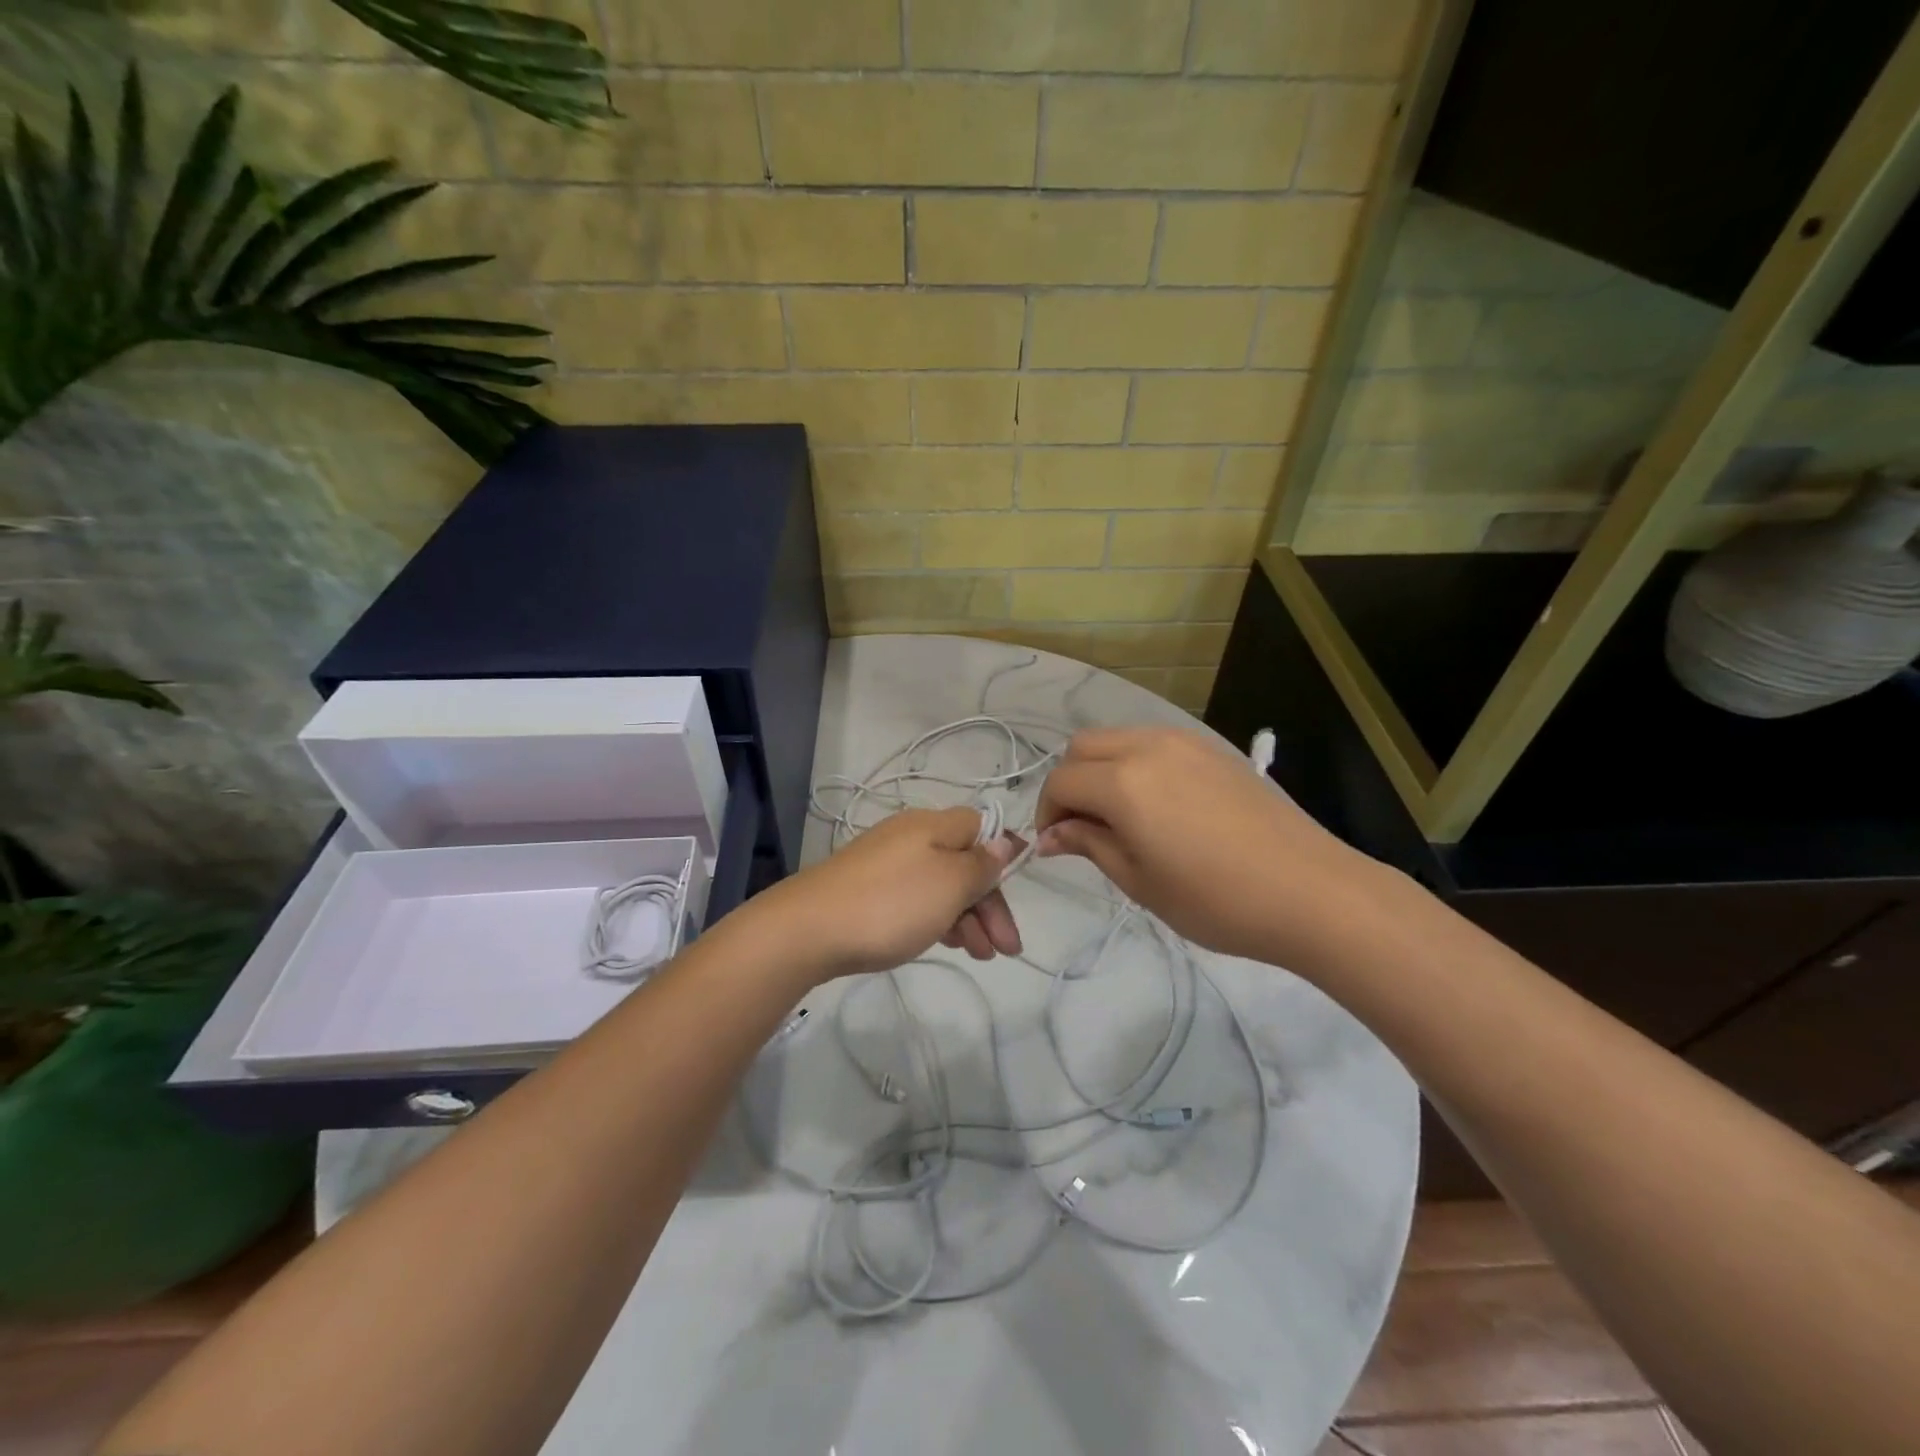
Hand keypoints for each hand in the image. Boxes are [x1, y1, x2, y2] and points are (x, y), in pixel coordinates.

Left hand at [747, 808, 1021, 981]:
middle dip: (990, 903)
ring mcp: (885, 863)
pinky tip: (944, 942)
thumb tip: (1003, 842)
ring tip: (979, 955)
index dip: (1004, 855)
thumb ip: (981, 864)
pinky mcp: (867, 889)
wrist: (808, 929)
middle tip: (1005, 948)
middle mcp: (911, 836)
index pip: (982, 828)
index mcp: (933, 825)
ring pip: (940, 885)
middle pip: (963, 862)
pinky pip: (915, 898)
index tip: (1021, 888)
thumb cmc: (891, 904)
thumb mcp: (949, 884)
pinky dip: (936, 918)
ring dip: (967, 917)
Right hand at [1035, 728, 1383, 965]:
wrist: (1310, 891)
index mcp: (1123, 782)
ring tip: (1118, 816)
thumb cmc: (1216, 899)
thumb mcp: (1140, 881)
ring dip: (1102, 769)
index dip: (1047, 813)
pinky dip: (1135, 764)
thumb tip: (1050, 836)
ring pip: (1118, 738)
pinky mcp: (1212, 748)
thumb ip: (1089, 845)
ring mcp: (1184, 742)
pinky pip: (1153, 743)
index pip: (1061, 782)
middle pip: (1083, 747)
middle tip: (1081, 828)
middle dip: (1069, 783)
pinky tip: (1157, 804)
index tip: (1055, 845)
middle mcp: (1147, 746)